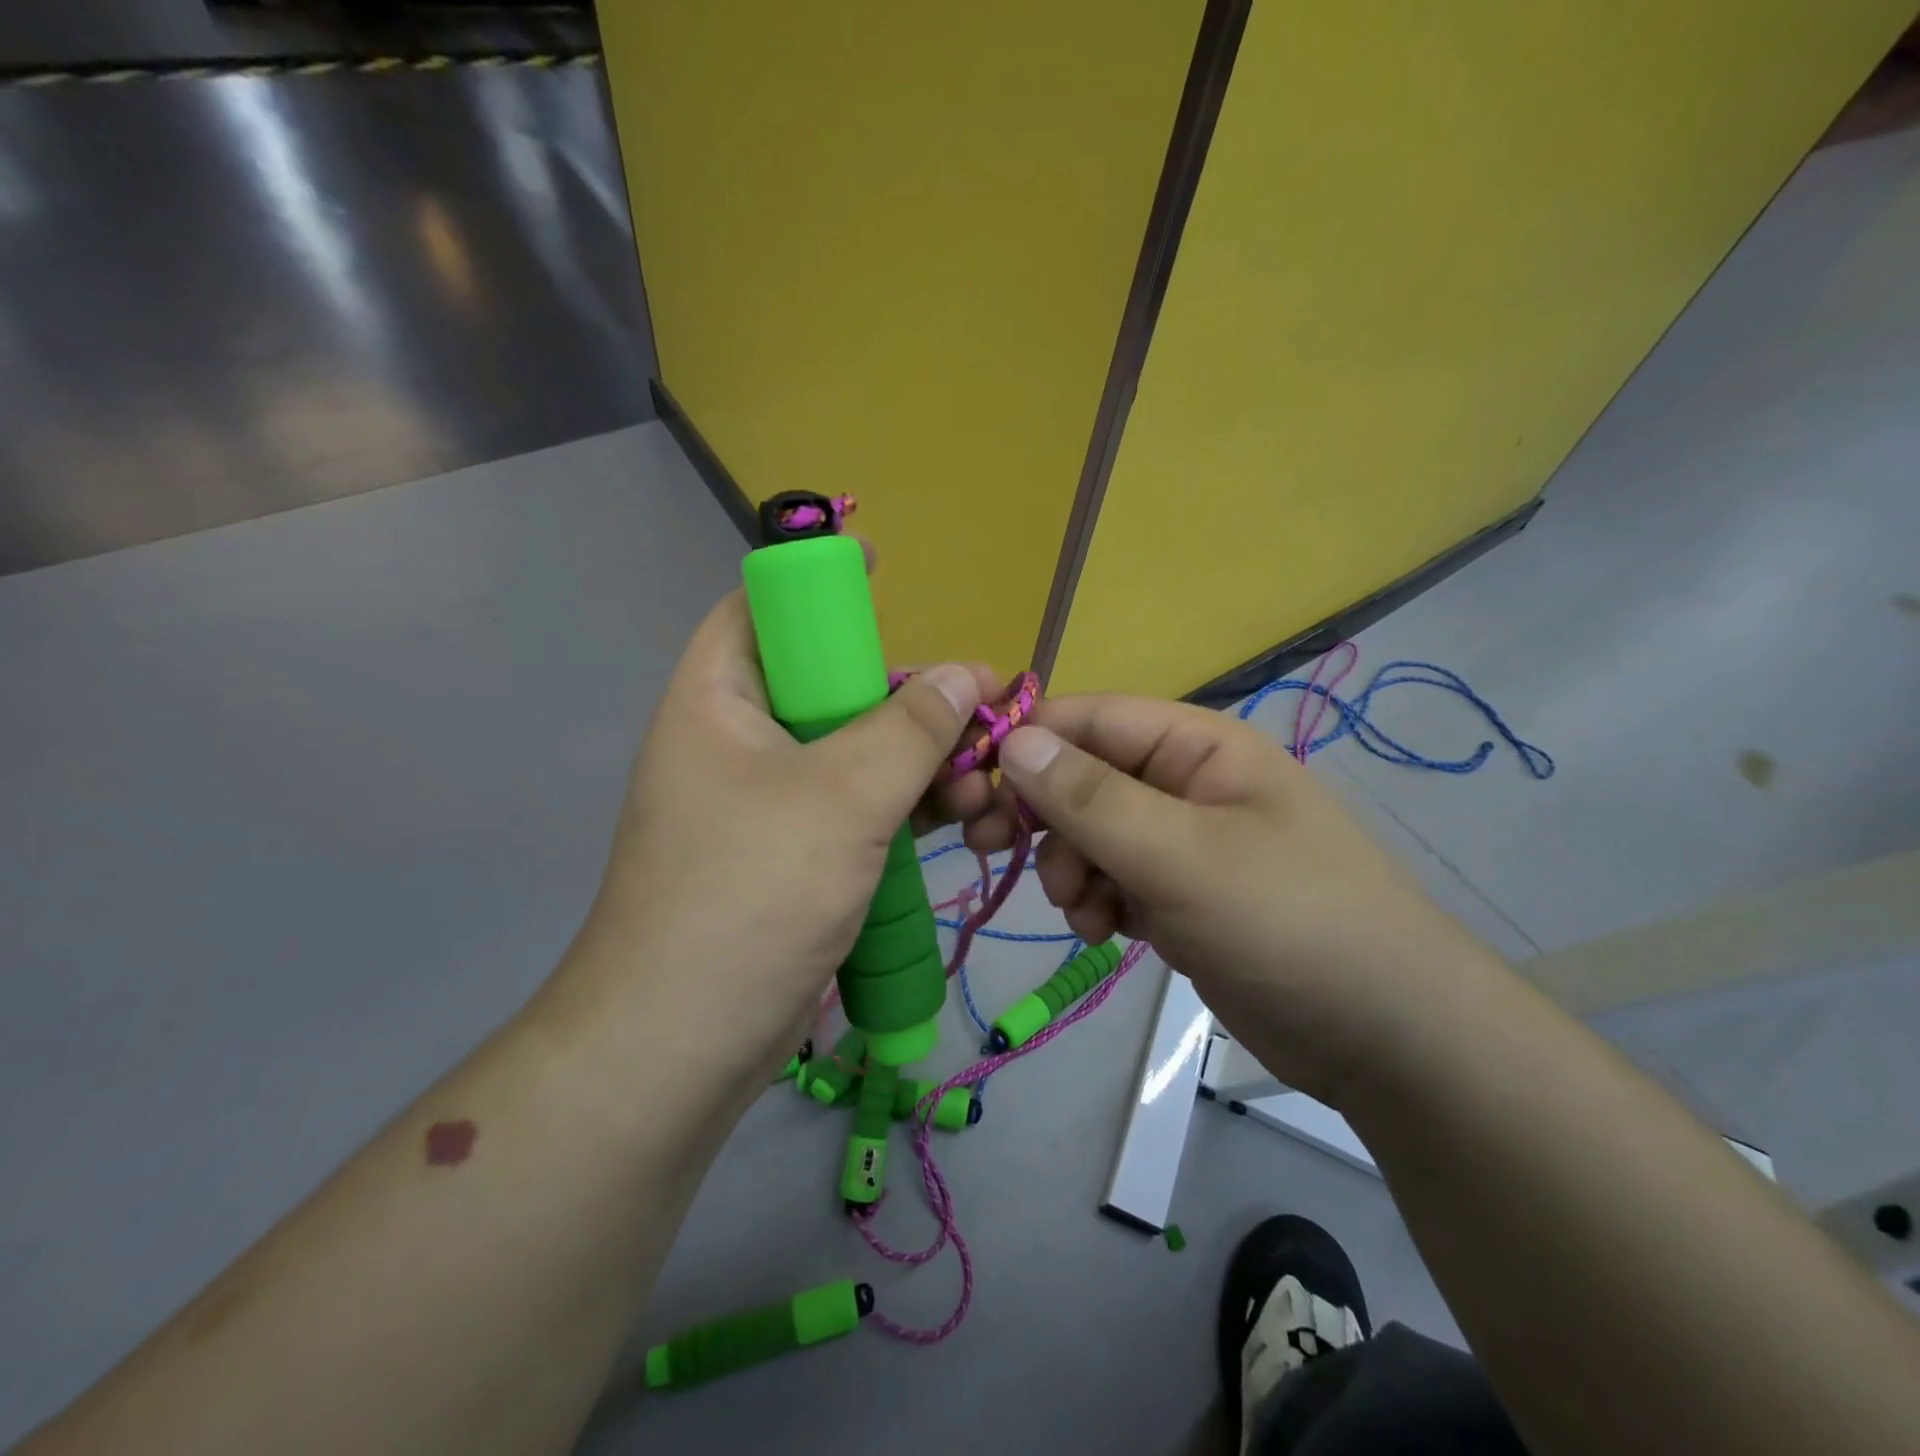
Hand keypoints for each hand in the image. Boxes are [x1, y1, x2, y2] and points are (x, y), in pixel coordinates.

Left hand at [558, 591, 1004, 1082]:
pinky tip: (968, 818)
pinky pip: (861, 808)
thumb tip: (968, 673)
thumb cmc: (748, 895)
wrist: (683, 1046)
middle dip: (912, 695)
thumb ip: (910, 729)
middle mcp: (740, 741)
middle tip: (986, 710)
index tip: (887, 574)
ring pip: (858, 752)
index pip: (763, 608)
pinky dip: (911, 807)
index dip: (821, 583)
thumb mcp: (840, 799)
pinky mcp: (797, 854)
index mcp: (720, 699)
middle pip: (834, 686)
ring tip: (990, 783)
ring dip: (926, 760)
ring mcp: (770, 802)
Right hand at [973, 695, 1505, 1101]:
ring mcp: (1182, 842)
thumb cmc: (1289, 923)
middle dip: (1043, 817)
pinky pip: (1112, 879)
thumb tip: (1011, 739)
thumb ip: (1091, 797)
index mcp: (1197, 746)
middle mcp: (1185, 783)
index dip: (1026, 743)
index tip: (971, 788)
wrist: (1385, 1037)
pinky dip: (1096, 901)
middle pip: (1082, 776)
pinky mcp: (1180, 895)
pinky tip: (1105, 933)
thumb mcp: (1182, 855)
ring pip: (1090, 833)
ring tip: (1085, 911)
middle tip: (993, 851)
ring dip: (1069, 868)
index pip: (1089, 718)